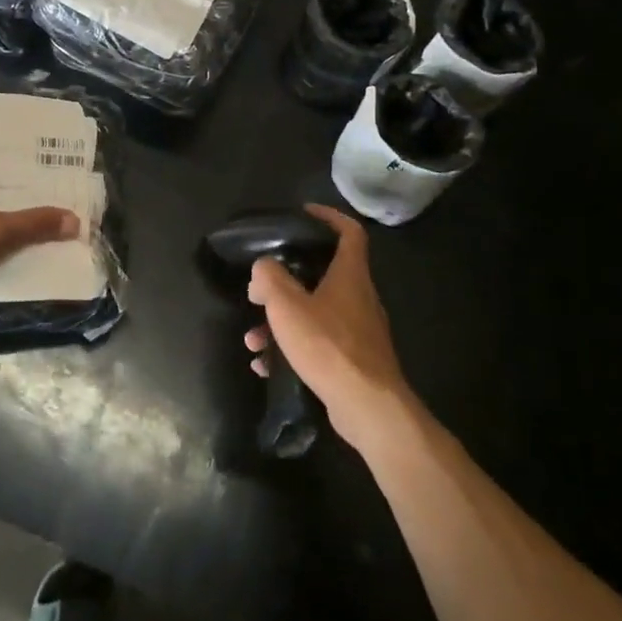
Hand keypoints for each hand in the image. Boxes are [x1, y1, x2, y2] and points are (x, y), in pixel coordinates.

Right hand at [244, 204, 414, 450]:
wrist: (367, 407)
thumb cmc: (328, 345)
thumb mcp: (287, 305)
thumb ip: (269, 278)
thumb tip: (263, 268)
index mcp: (350, 275)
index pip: (349, 231)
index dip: (329, 216)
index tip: (303, 213)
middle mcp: (359, 297)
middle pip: (324, 274)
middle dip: (288, 279)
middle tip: (262, 286)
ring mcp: (359, 330)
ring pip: (315, 312)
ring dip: (282, 321)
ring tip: (254, 339)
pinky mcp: (354, 360)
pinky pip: (318, 343)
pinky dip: (291, 348)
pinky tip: (266, 365)